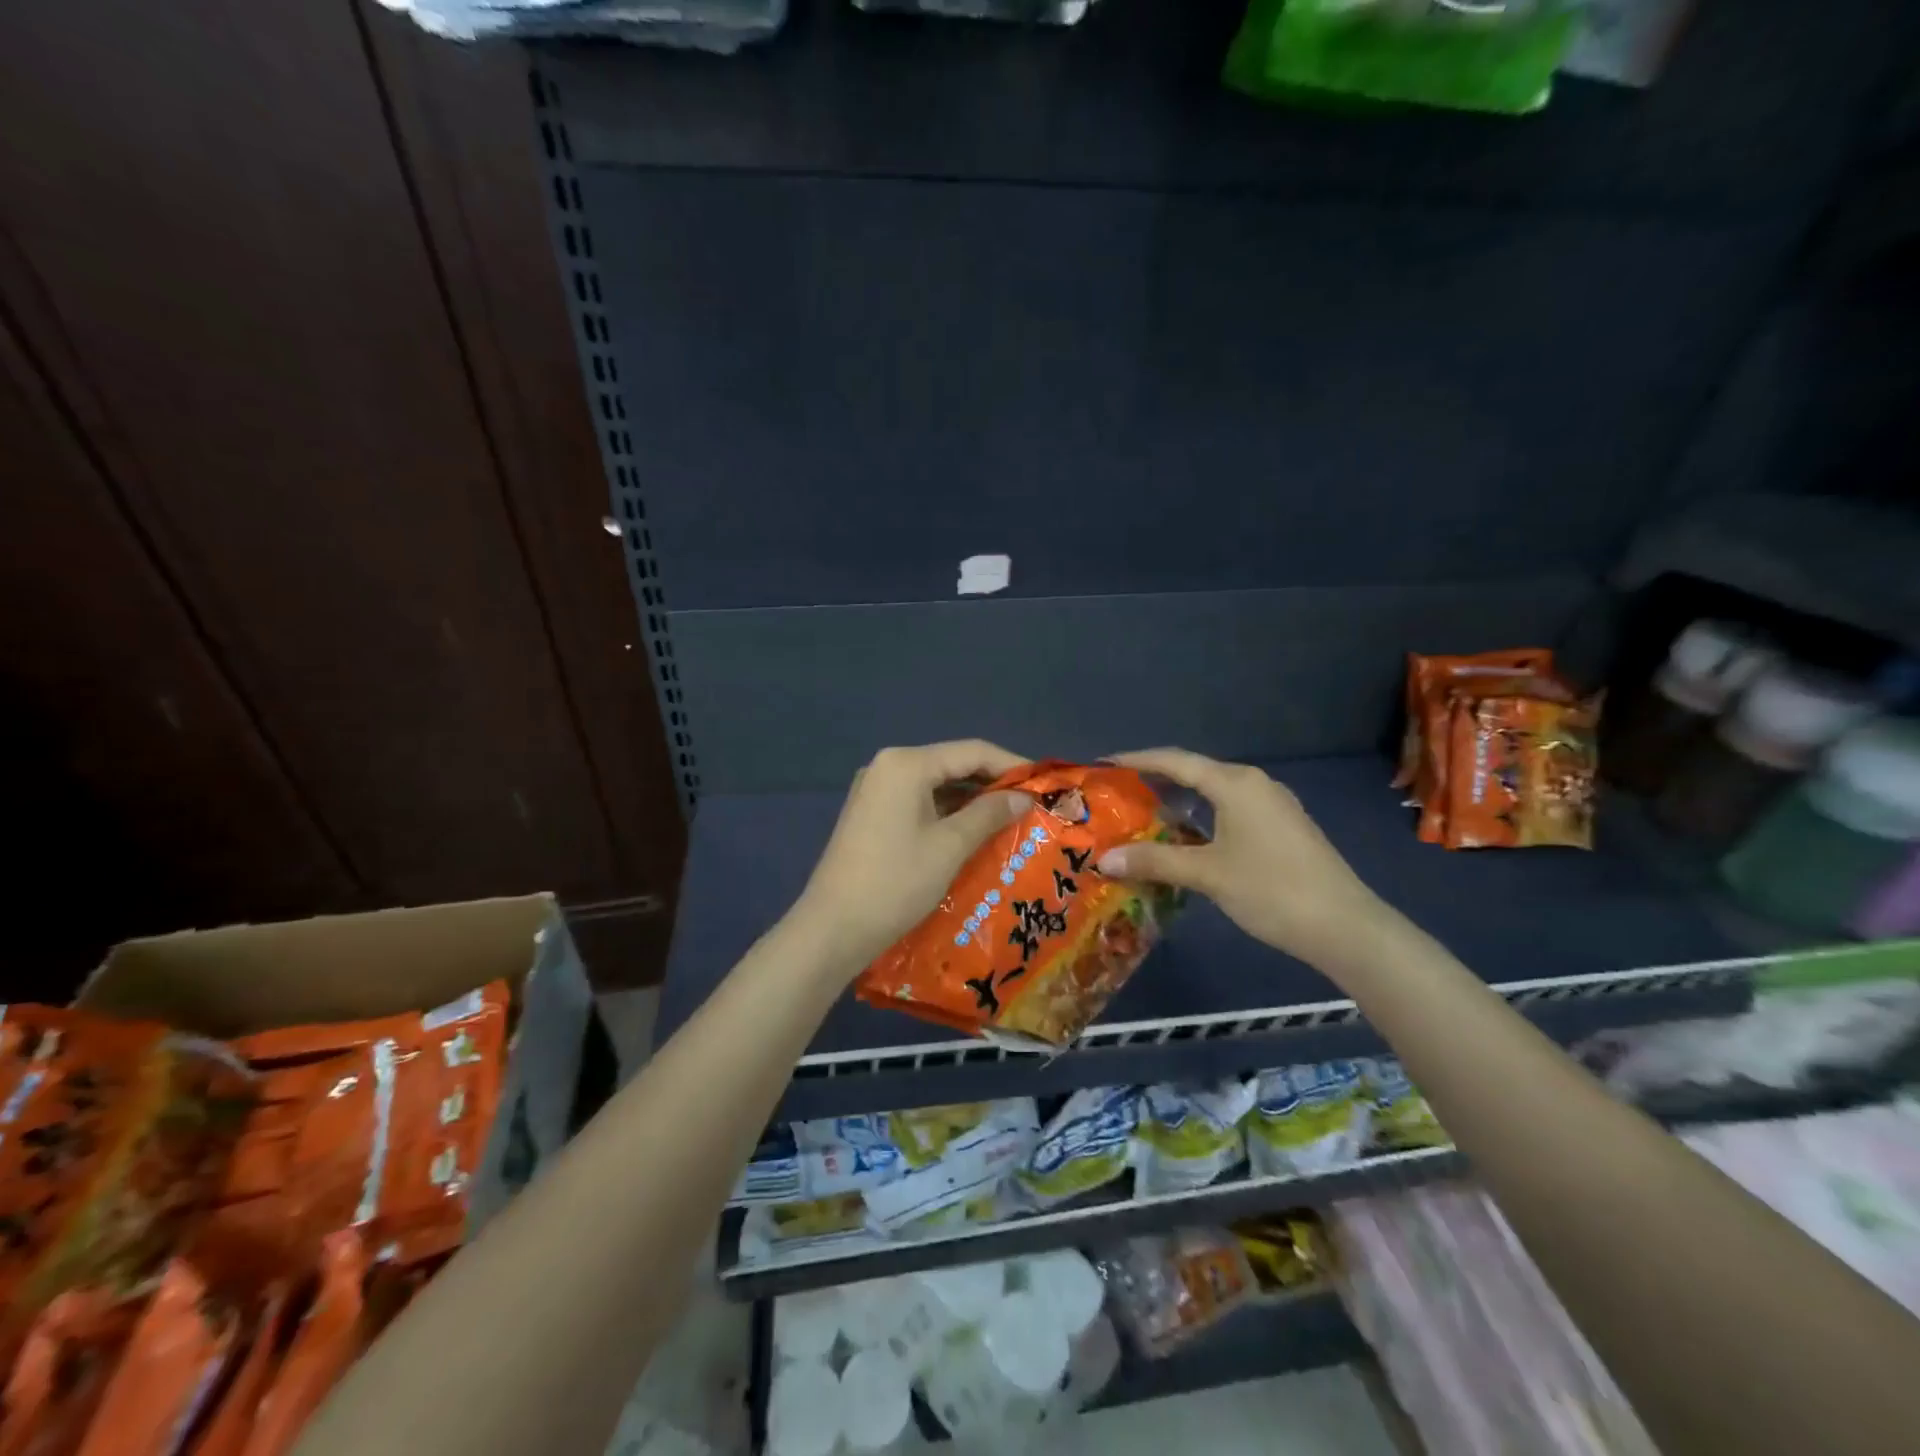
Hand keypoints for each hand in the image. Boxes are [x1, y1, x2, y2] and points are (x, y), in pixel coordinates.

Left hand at [795, 741, 1030, 975]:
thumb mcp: (950, 846)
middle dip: (992, 784)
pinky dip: (947, 813)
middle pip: (952, 764)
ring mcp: (875, 790)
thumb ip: (989, 814)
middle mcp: (888, 766)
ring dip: (971, 800)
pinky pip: (918, 802)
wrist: (833, 928)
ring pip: (936, 785)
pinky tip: (971, 832)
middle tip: (1030, 806)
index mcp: (906, 764)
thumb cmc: (896, 882)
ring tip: (1009, 820)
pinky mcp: (871, 814)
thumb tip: (1025, 797)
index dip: (1011, 765)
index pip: (971, 751)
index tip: (1044, 784)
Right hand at [1095, 748, 1394, 975]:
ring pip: (1214, 793)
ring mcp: (1273, 806)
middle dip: (1155, 781)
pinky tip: (1186, 838)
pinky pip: (1231, 810)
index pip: (1175, 761)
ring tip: (1143, 814)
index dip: (1137, 760)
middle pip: (1195, 772)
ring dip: (1179, 801)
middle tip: (1117, 793)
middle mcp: (1254, 784)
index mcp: (1235, 783)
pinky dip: (1201, 817)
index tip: (1103, 765)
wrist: (1345, 927)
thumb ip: (1154, 861)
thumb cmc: (1272, 890)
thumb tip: (1103, 859)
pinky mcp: (1282, 828)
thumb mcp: (1207, 874)